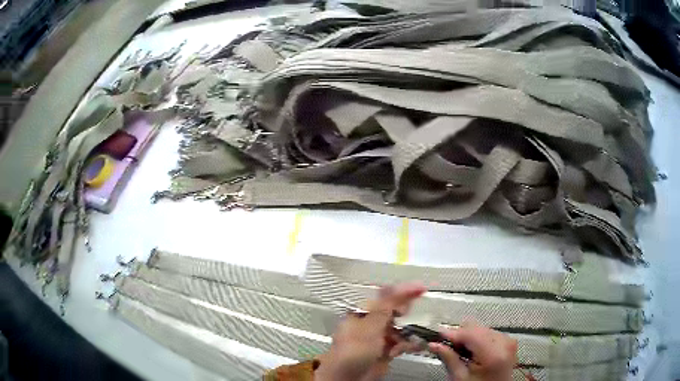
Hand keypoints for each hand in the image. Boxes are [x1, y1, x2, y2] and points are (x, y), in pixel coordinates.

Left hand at [315, 283, 426, 380]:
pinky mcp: (385, 351)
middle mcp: (371, 325)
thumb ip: (385, 308)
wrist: (348, 379)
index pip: (385, 297)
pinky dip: (408, 344)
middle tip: (414, 314)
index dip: (402, 292)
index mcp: (362, 314)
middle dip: (406, 313)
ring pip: (400, 328)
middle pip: (394, 312)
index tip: (420, 288)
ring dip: (409, 332)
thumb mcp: (369, 327)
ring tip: (412, 335)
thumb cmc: (350, 353)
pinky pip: (401, 343)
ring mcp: (378, 338)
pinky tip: (412, 346)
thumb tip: (396, 286)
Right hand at [429, 322, 516, 380]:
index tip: (436, 335)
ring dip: (469, 336)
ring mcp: (508, 341)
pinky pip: (490, 333)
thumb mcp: (460, 378)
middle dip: (460, 335)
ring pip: (482, 328)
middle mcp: (504, 343)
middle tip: (445, 345)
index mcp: (493, 353)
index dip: (451, 333)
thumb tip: (435, 344)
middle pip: (477, 328)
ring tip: (459, 350)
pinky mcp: (509, 342)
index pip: (470, 333)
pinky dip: (478, 339)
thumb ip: (449, 359)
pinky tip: (471, 350)